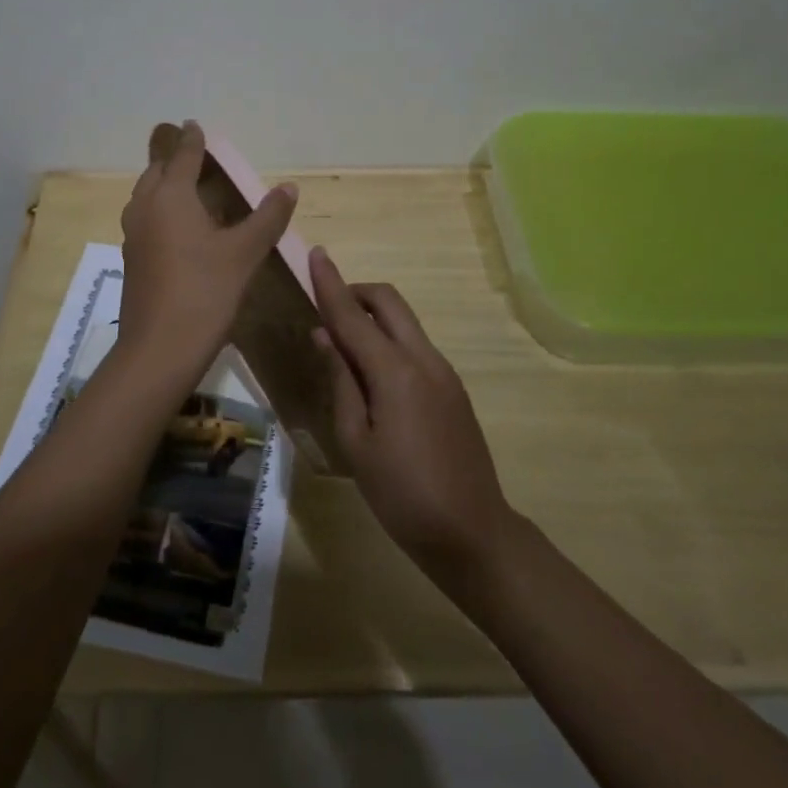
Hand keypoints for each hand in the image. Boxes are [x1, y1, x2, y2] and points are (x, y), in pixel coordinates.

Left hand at [117, 121, 296, 387]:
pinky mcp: (132, 260)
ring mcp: (133, 236)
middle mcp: (145, 209)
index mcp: (170, 197)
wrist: (159, 348)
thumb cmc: (205, 292)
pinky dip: (159, 211)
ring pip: (145, 197)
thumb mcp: (244, 253)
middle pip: (156, 173)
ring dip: (162, 185)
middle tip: (191, 154)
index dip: (191, 141)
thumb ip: (267, 218)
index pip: (182, 157)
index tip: (193, 125)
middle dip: (172, 160)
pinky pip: (144, 220)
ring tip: (184, 188)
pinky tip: (176, 228)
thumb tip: (288, 187)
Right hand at [310, 246, 514, 582]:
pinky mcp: (453, 388)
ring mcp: (444, 372)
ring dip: (373, 317)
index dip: (330, 284)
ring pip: (405, 322)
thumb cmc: (402, 493)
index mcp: (395, 372)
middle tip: (326, 310)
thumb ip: (341, 381)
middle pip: (389, 302)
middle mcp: (424, 359)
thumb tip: (326, 336)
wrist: (472, 533)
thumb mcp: (356, 441)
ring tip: (343, 348)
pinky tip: (372, 377)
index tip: (315, 254)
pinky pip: (415, 346)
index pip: (353, 315)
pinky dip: (389, 342)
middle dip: (356, 292)